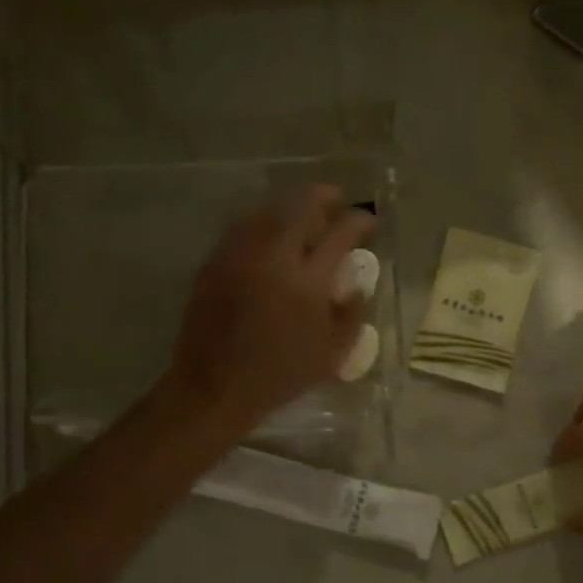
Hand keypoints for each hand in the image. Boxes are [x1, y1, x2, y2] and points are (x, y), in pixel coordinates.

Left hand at [166, 185, 374, 426]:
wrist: (214, 386)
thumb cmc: (279, 376)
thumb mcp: (332, 355)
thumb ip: (351, 315)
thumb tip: (354, 285)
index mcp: (307, 281)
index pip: (341, 233)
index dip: (360, 221)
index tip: (368, 223)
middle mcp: (273, 256)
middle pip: (301, 204)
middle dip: (325, 196)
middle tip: (336, 202)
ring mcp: (240, 254)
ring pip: (269, 210)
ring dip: (292, 207)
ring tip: (305, 218)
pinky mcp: (215, 261)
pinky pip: (244, 227)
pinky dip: (264, 223)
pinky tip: (272, 237)